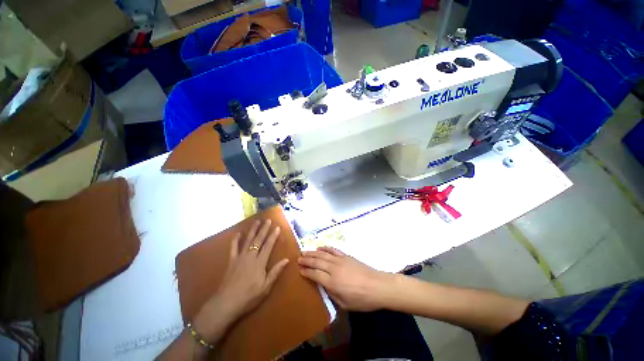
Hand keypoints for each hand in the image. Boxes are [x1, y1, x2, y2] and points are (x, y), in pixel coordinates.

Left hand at [194, 220, 288, 340]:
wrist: (226, 303)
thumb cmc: (249, 296)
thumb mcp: (266, 287)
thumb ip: (276, 272)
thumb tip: (287, 259)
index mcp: (260, 262)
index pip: (268, 246)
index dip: (273, 236)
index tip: (277, 227)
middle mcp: (250, 256)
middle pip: (258, 240)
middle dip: (264, 229)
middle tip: (268, 220)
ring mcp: (240, 257)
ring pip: (248, 240)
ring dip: (253, 230)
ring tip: (257, 221)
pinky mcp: (231, 261)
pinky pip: (233, 247)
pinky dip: (236, 239)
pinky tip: (238, 233)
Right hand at [298, 247, 393, 311]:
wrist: (378, 286)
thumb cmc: (361, 299)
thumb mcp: (344, 304)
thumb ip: (331, 294)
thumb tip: (323, 285)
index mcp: (332, 282)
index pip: (315, 274)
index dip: (306, 272)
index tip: (299, 269)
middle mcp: (334, 269)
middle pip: (317, 262)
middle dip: (306, 260)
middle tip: (298, 258)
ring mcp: (340, 260)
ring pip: (323, 254)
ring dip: (312, 252)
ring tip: (304, 251)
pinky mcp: (346, 256)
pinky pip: (333, 250)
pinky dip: (325, 248)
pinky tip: (320, 247)